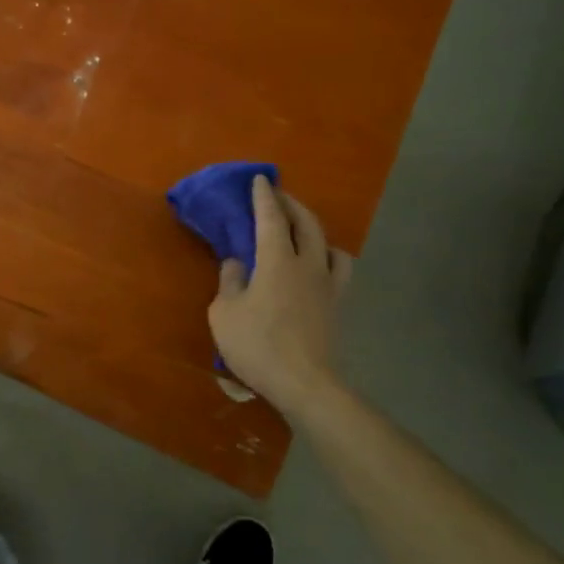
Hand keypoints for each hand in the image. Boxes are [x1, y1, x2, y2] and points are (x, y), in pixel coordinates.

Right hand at [208, 176, 353, 413]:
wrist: (304, 384)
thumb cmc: (257, 345)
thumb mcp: (224, 312)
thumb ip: (229, 282)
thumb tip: (236, 263)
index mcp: (277, 261)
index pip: (271, 218)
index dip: (264, 196)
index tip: (260, 179)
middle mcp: (308, 265)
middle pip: (307, 223)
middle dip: (292, 205)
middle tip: (278, 196)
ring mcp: (328, 285)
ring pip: (329, 244)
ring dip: (315, 230)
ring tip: (302, 232)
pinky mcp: (337, 306)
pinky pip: (339, 270)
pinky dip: (329, 259)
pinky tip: (318, 267)